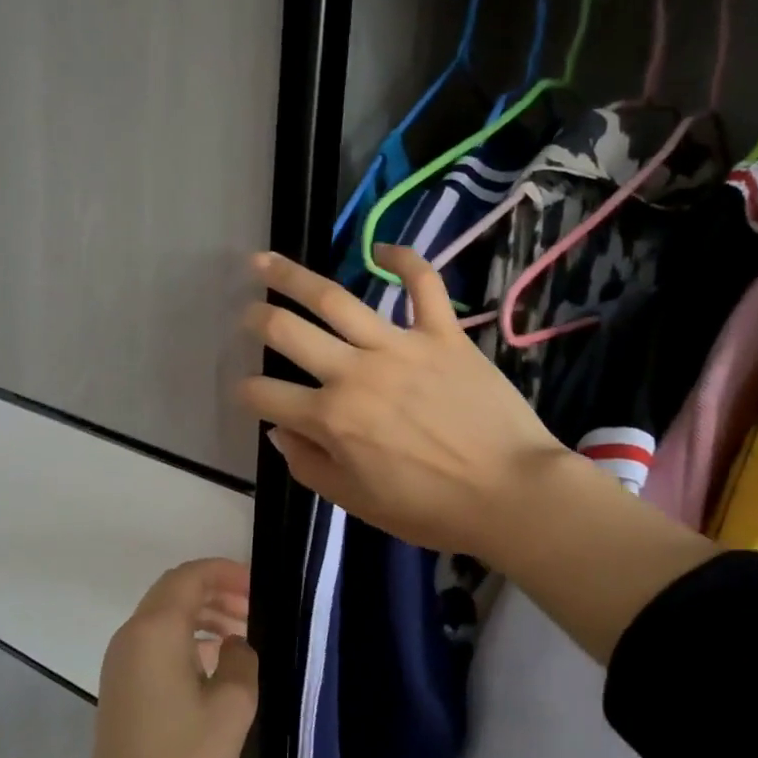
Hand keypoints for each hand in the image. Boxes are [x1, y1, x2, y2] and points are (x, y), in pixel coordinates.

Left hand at [80, 558, 257, 757]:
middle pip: (175, 589)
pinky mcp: (120, 678)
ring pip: (164, 612)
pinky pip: (155, 636)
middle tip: (253, 607)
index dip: (225, 572)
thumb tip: (234, 643)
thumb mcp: (233, 706)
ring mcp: (121, 656)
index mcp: (157, 630)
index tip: (257, 586)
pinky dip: (185, 633)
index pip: (190, 576)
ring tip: (240, 632)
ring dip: (202, 611)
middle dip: (216, 589)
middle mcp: (133, 633)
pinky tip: (214, 657)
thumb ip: (243, 658)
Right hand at [237, 246, 569, 562]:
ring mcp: (399, 346)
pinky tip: (381, 249)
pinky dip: (403, 260)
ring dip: (292, 276)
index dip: (245, 392)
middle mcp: (354, 373)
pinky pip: (422, 284)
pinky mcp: (442, 333)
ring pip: (335, 298)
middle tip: (247, 314)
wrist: (511, 494)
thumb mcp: (358, 503)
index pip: (266, 395)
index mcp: (331, 419)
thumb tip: (281, 431)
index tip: (245, 391)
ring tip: (265, 262)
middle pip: (287, 332)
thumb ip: (310, 466)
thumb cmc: (431, 509)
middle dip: (256, 319)